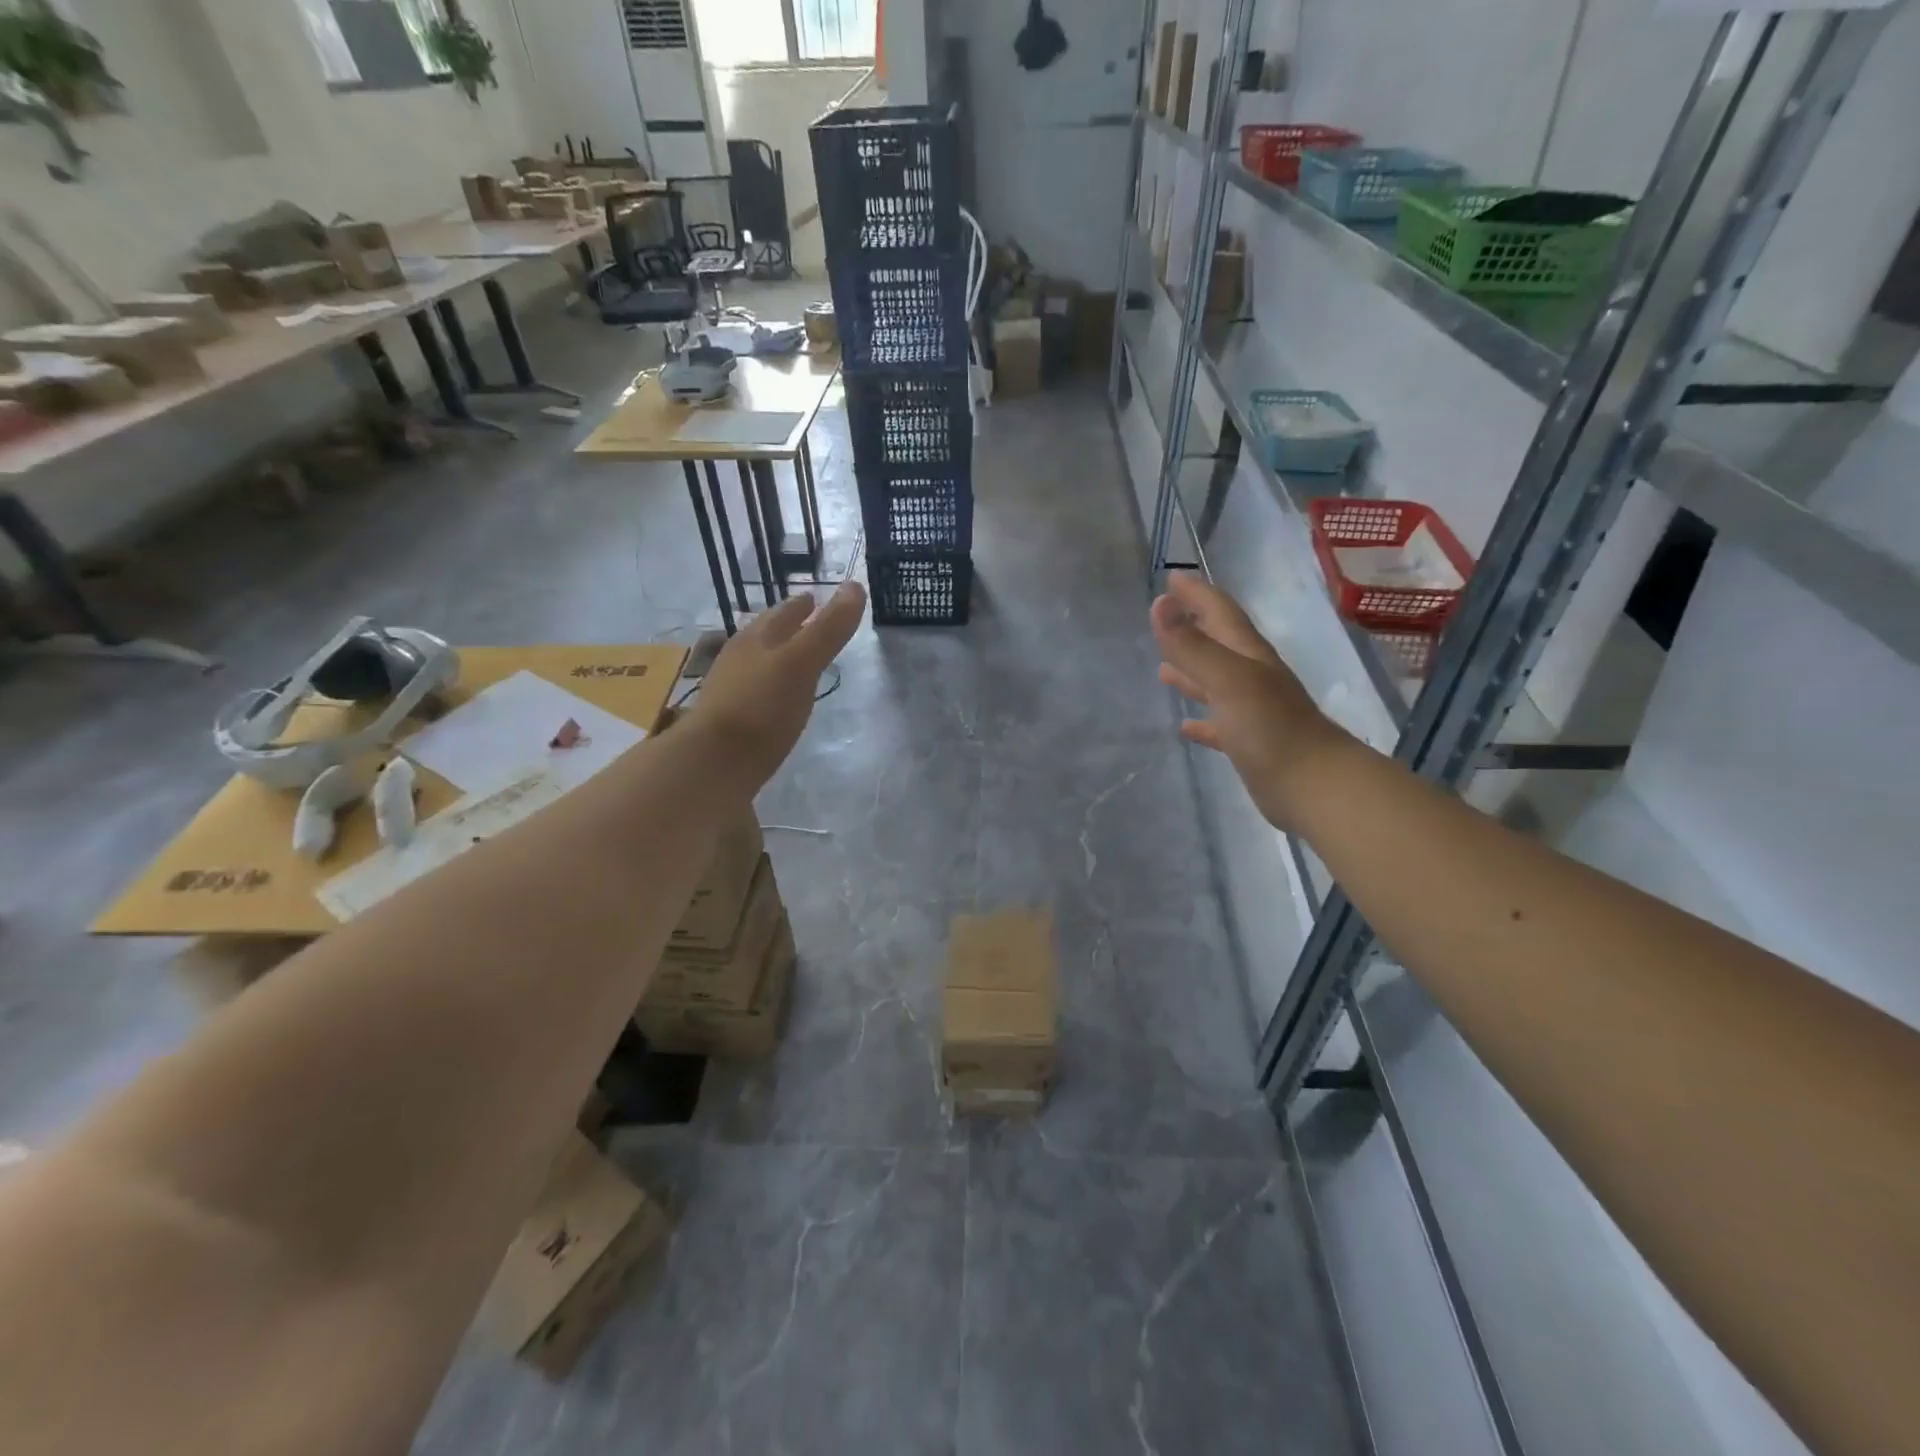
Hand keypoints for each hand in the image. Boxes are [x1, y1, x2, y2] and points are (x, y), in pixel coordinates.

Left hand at [692, 582, 866, 787]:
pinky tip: (776, 699)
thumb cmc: (762, 708)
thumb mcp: (802, 663)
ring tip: (794, 658)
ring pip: (756, 662)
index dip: (802, 605)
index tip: (815, 599)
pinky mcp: (727, 721)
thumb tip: (856, 585)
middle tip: (806, 622)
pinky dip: (768, 686)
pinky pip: (752, 692)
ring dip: (775, 655)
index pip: (782, 613)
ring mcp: (729, 690)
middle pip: (765, 635)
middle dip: (785, 626)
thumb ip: (829, 628)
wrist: (713, 763)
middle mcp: (738, 658)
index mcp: (756, 639)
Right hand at [1151, 573, 1352, 828]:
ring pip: (1216, 683)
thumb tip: (1159, 604)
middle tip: (1165, 615)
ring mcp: (1252, 712)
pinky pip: (1219, 725)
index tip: (1172, 578)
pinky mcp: (1248, 744)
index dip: (1197, 595)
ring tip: (1162, 668)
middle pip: (1219, 644)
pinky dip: (1201, 721)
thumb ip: (1192, 645)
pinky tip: (1185, 726)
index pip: (1220, 614)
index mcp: (1249, 656)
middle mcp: (1251, 678)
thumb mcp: (1228, 679)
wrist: (1314, 786)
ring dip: (1192, 673)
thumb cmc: (1270, 727)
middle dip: (1193, 627)